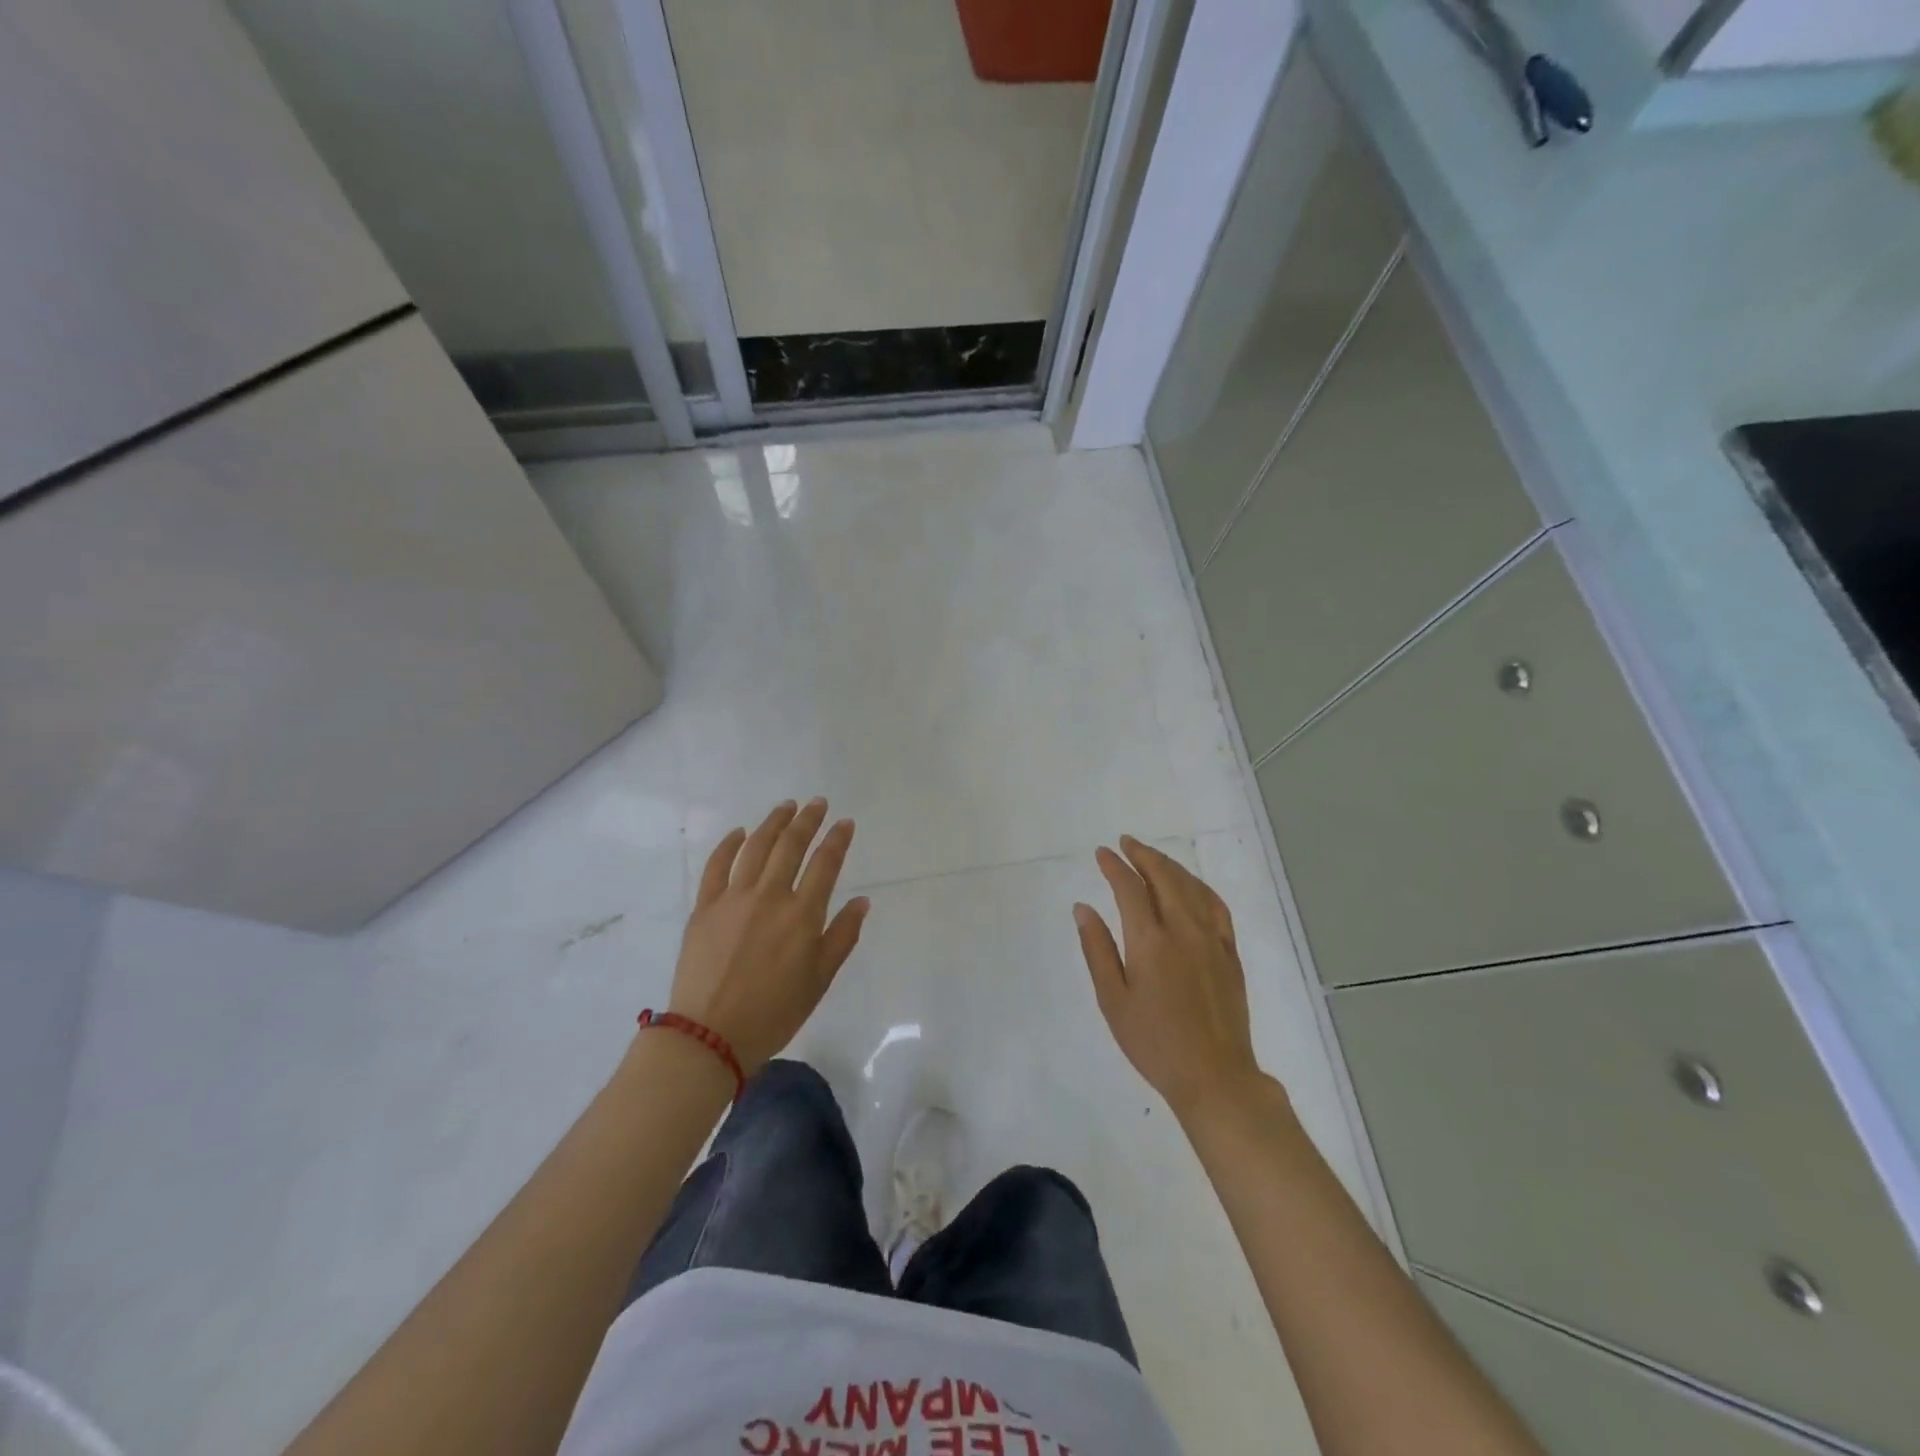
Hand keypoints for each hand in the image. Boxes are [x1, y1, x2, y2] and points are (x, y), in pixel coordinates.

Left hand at [669, 799, 869, 1073]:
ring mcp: (733, 898)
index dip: (837, 839)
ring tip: (786, 807)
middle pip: (791, 846)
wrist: (710, 1036)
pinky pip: (717, 866)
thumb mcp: (820, 980)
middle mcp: (770, 896)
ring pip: (756, 847)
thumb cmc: (774, 1012)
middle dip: (808, 820)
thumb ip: (842, 936)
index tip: (845, 822)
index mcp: (802, 915)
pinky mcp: (704, 907)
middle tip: (817, 803)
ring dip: (773, 822)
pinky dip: (729, 845)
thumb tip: (862, 901)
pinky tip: (739, 833)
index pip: (825, 864)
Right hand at [1074, 836, 1265, 1119]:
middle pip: (1164, 878)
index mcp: (1150, 941)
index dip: (1114, 866)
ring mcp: (1212, 940)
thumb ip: (1097, 949)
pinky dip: (1200, 887)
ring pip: (1192, 887)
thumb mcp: (1113, 1000)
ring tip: (1152, 857)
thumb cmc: (1154, 1043)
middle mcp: (1183, 930)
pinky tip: (1191, 886)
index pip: (1130, 889)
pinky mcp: (1230, 953)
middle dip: (1143, 855)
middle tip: (1126, 843)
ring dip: (1170, 866)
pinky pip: (1216, 906)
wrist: (1214, 1076)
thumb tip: (1083, 908)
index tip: (1102, 853)